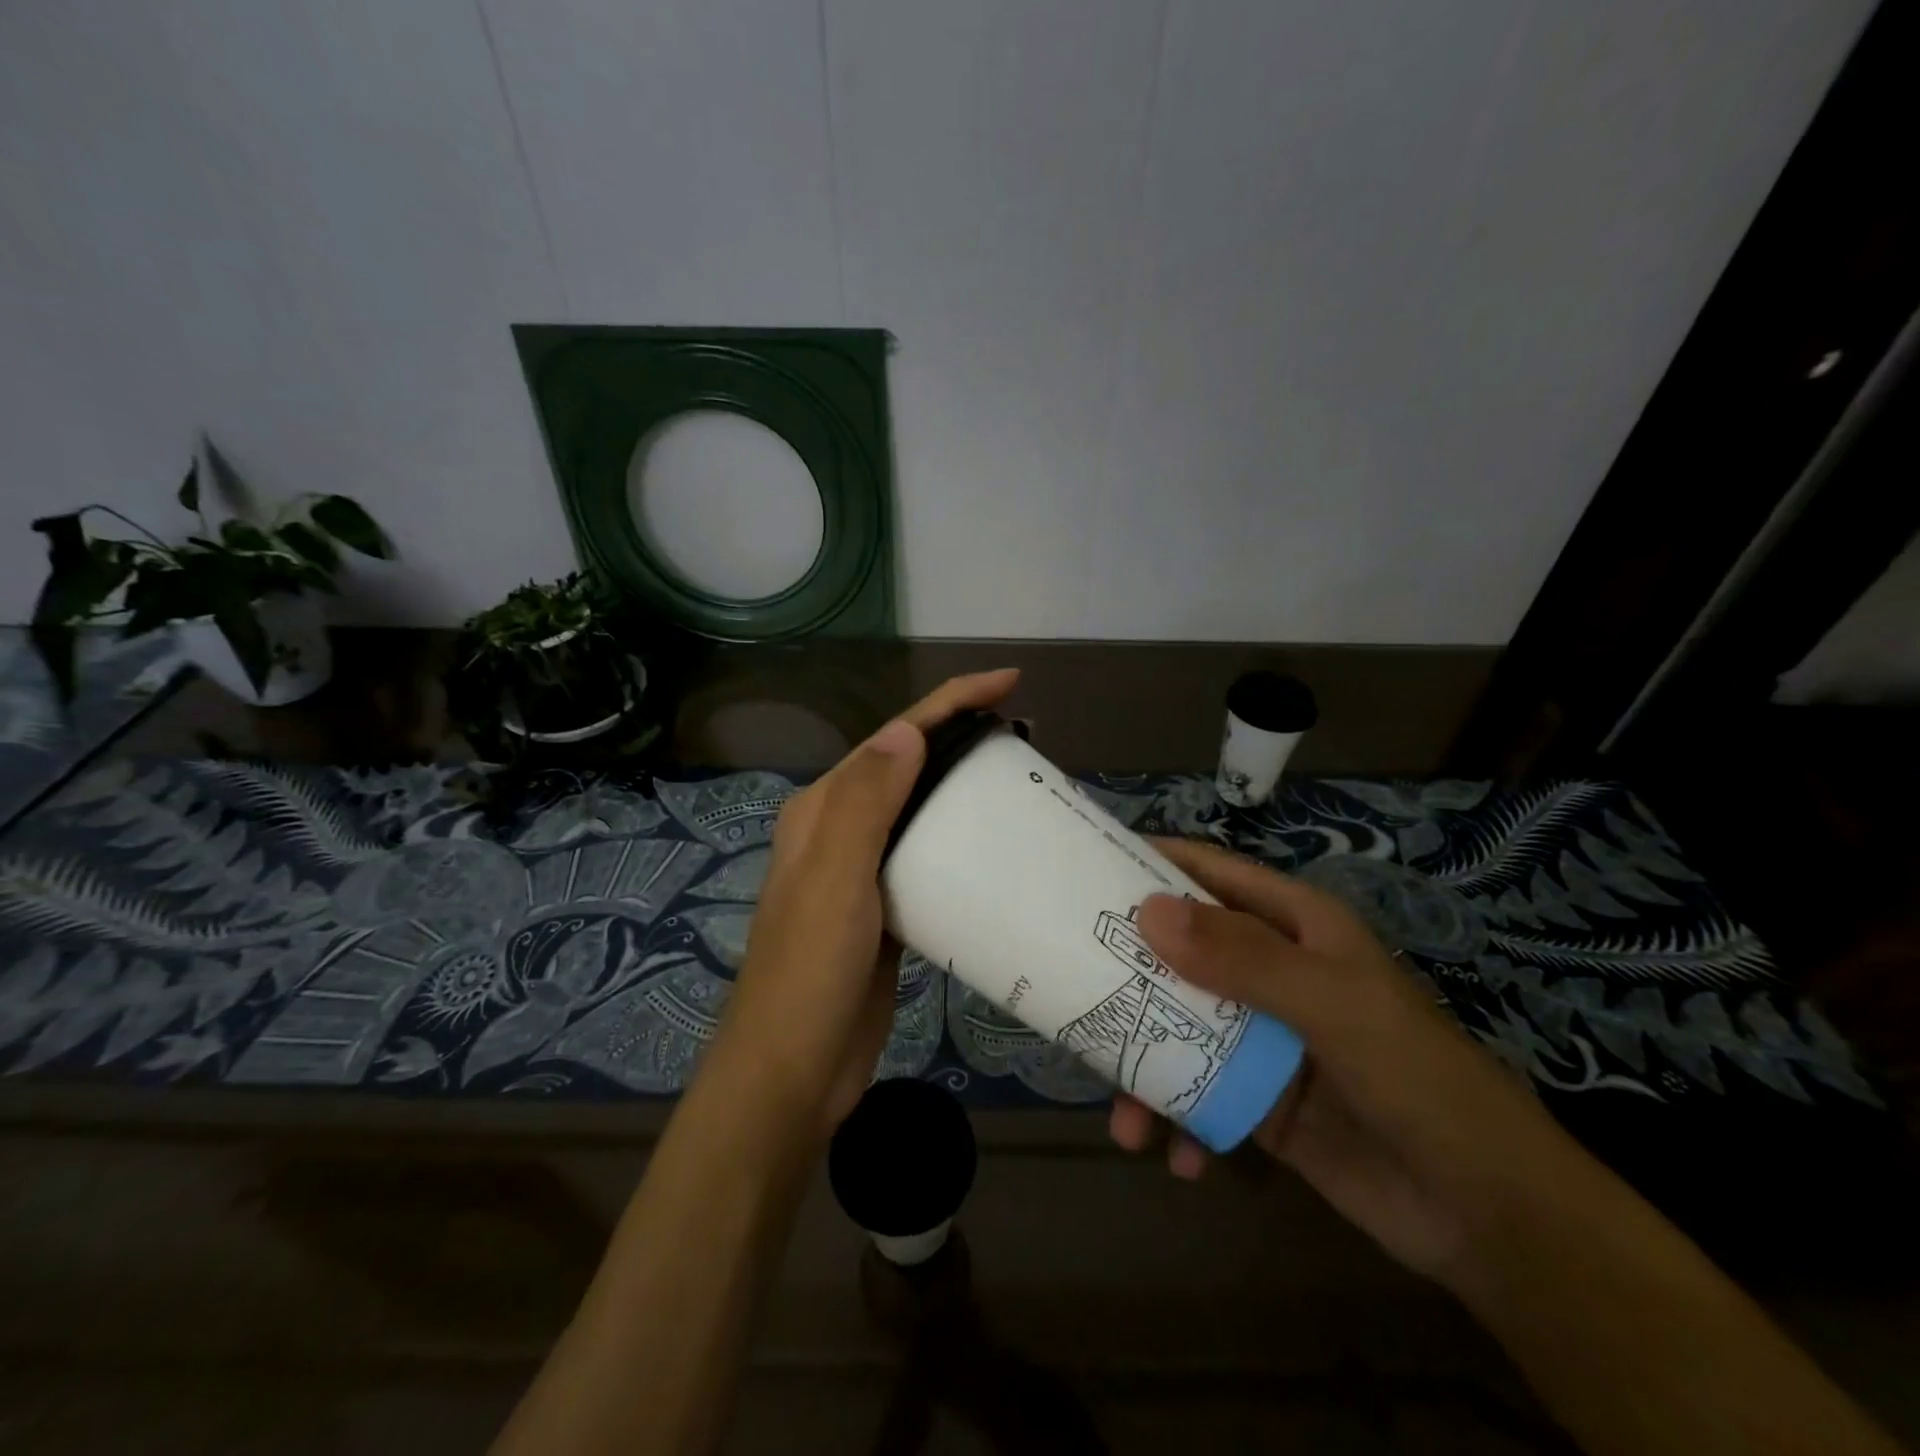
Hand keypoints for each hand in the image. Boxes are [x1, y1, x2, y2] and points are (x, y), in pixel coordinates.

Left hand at [709, 668, 1020, 1141]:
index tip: (1007, 683)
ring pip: (920, 813)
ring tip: (1018, 778)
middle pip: (908, 767)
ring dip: (961, 790)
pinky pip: (928, 860)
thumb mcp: (835, 879)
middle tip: (1023, 733)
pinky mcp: (886, 910)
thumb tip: (907, 730)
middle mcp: (839, 831)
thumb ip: (866, 802)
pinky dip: (959, 843)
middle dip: (960, 738)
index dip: (948, 702)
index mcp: (823, 810)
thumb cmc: (810, 971)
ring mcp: (862, 873)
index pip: (893, 738)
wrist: (794, 1071)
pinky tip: (994, 846)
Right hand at [1110, 838, 1585, 1284]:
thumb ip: (1242, 958)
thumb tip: (1148, 910)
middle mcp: (1273, 971)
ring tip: (1120, 1111)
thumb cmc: (1415, 1078)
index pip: (1213, 875)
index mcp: (1295, 927)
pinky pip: (1198, 1093)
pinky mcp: (1259, 1099)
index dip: (1156, 863)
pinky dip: (1178, 1120)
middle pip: (1183, 950)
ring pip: (1180, 1025)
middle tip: (1068, 980)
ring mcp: (1263, 1037)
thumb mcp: (1331, 1005)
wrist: (1488, 1214)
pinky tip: (1175, 1156)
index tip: (1087, 865)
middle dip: (1129, 968)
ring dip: (1143, 1062)